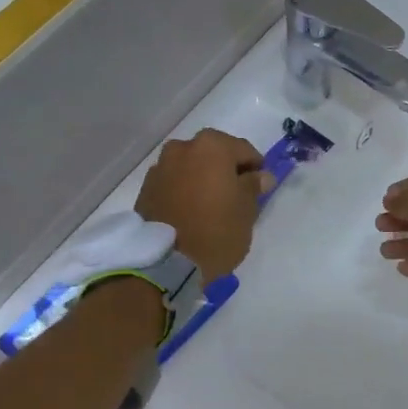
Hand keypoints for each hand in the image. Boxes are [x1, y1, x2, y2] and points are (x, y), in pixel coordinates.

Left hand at [135, 129, 264, 278]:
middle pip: (213, 154)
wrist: (167, 263)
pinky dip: (183, 190)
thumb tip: (262, 175)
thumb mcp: (247, 210)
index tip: (259, 187)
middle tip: (235, 194)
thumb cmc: (216, 231)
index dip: (255, 168)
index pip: (244, 150)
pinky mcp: (145, 188)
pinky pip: (173, 182)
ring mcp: (160, 167)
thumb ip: (253, 186)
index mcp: (212, 146)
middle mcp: (183, 148)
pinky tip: (189, 211)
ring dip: (202, 178)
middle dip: (225, 170)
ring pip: (190, 167)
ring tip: (209, 204)